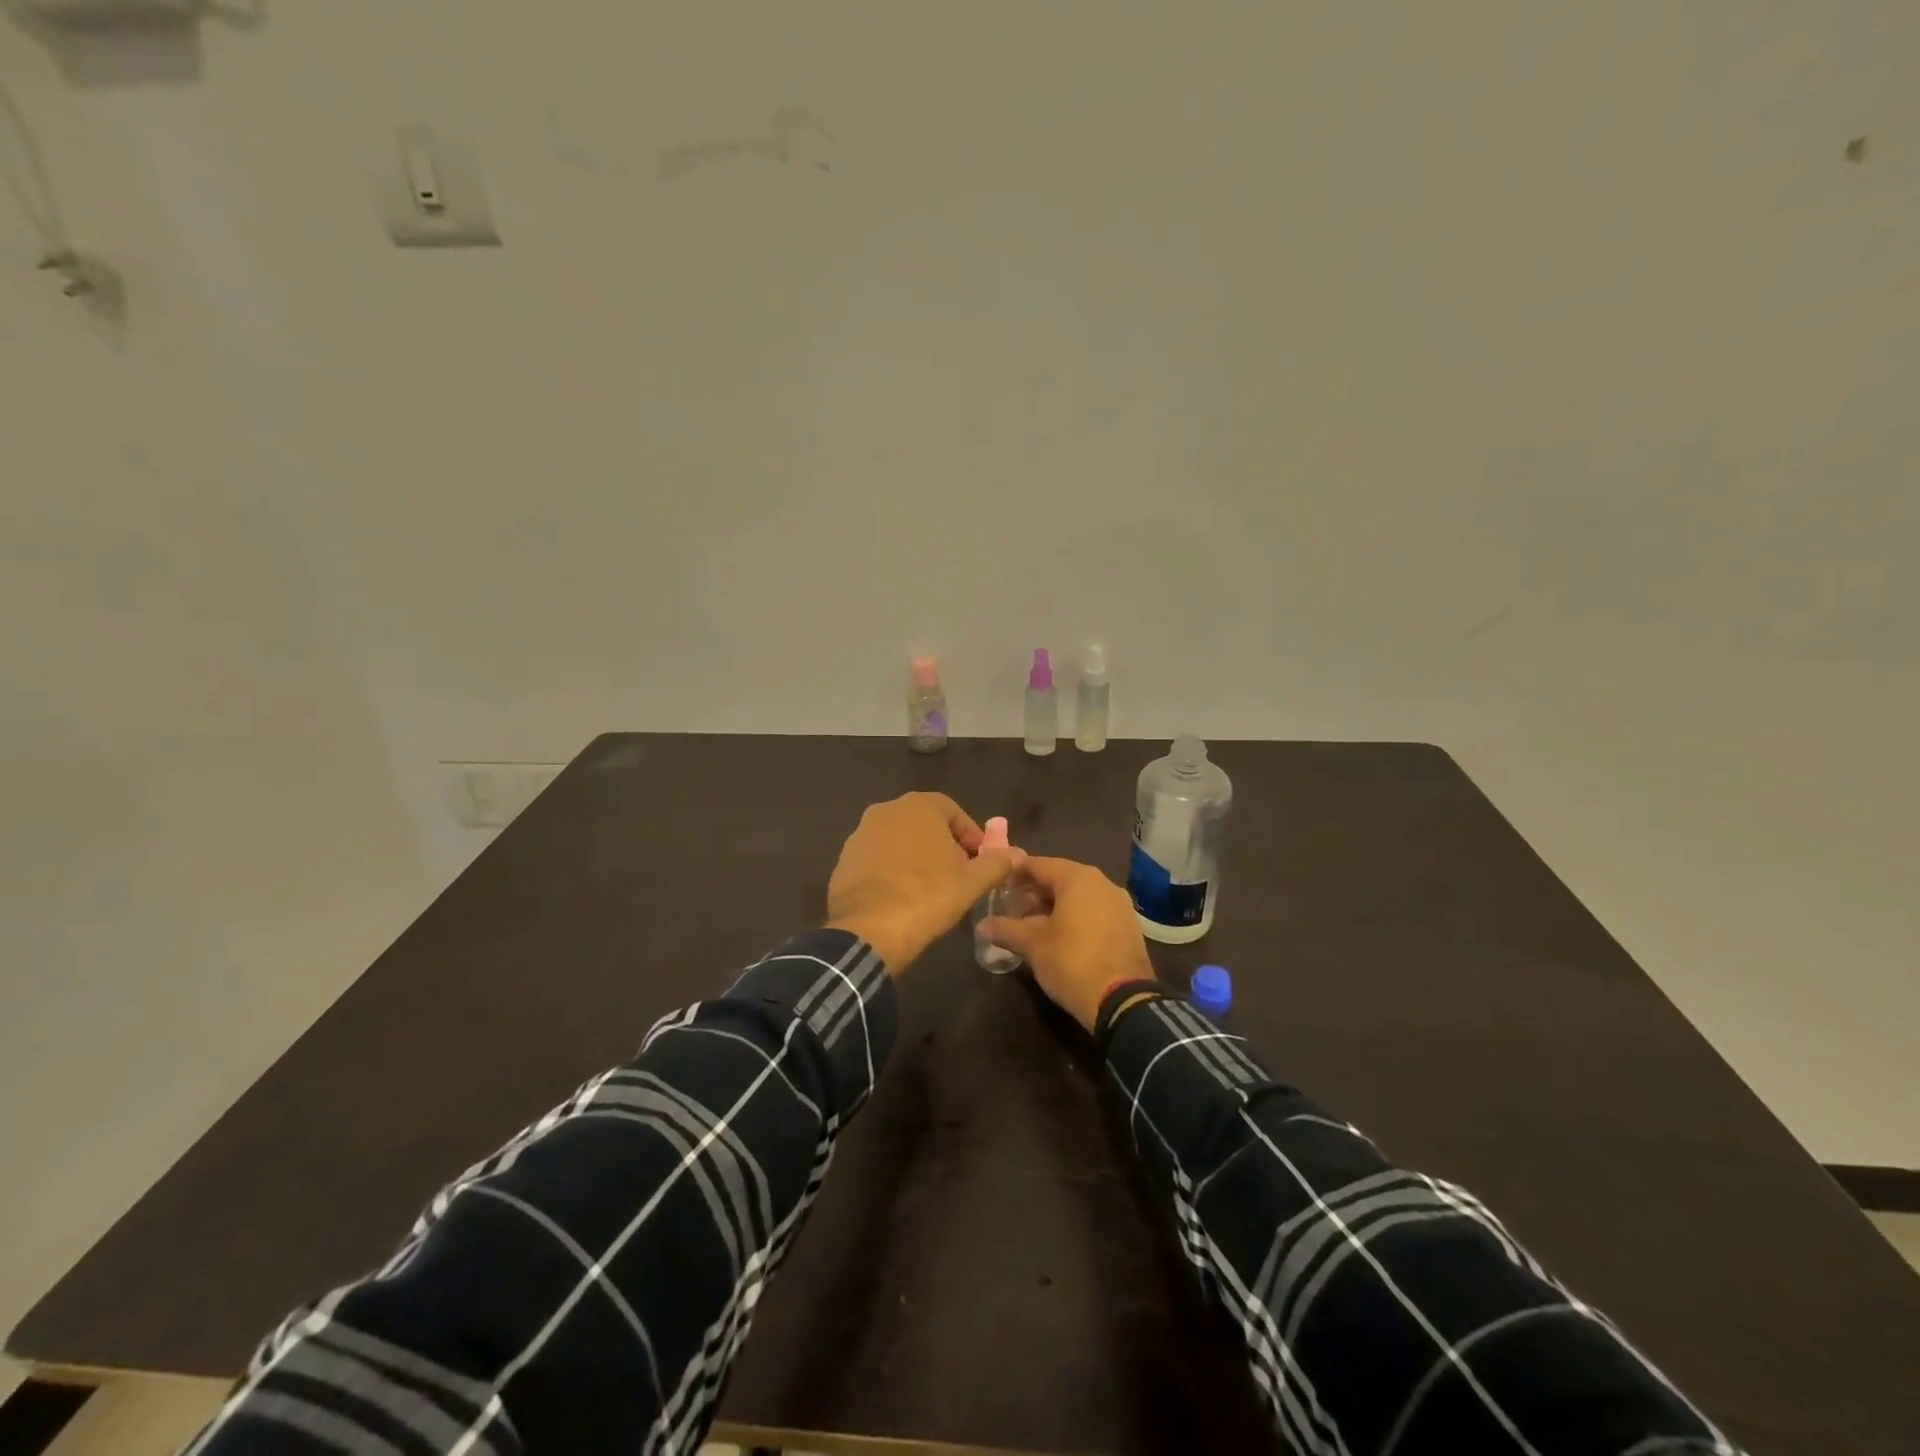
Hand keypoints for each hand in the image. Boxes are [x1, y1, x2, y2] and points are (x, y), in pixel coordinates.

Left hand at [826, 792, 1023, 974]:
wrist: (871, 928)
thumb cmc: (928, 895)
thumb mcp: (971, 882)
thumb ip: (996, 863)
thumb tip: (1017, 855)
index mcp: (918, 806)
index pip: (952, 810)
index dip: (969, 835)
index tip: (978, 860)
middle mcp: (885, 810)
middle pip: (923, 824)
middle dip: (942, 845)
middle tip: (957, 874)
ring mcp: (859, 835)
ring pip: (897, 841)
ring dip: (915, 858)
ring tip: (929, 889)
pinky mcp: (843, 861)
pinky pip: (875, 861)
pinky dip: (890, 872)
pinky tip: (900, 898)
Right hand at [980, 857, 1154, 1030]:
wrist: (1123, 1000)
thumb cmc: (1072, 961)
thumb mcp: (1032, 945)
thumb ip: (1006, 930)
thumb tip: (981, 926)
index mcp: (1077, 877)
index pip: (1038, 864)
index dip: (1015, 874)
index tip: (997, 884)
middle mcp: (1101, 882)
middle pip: (1060, 878)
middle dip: (1034, 892)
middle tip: (1011, 908)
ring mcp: (1119, 904)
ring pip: (1079, 896)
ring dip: (1054, 906)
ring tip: (1031, 925)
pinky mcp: (1128, 925)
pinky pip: (1094, 911)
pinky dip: (1075, 917)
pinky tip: (1059, 937)